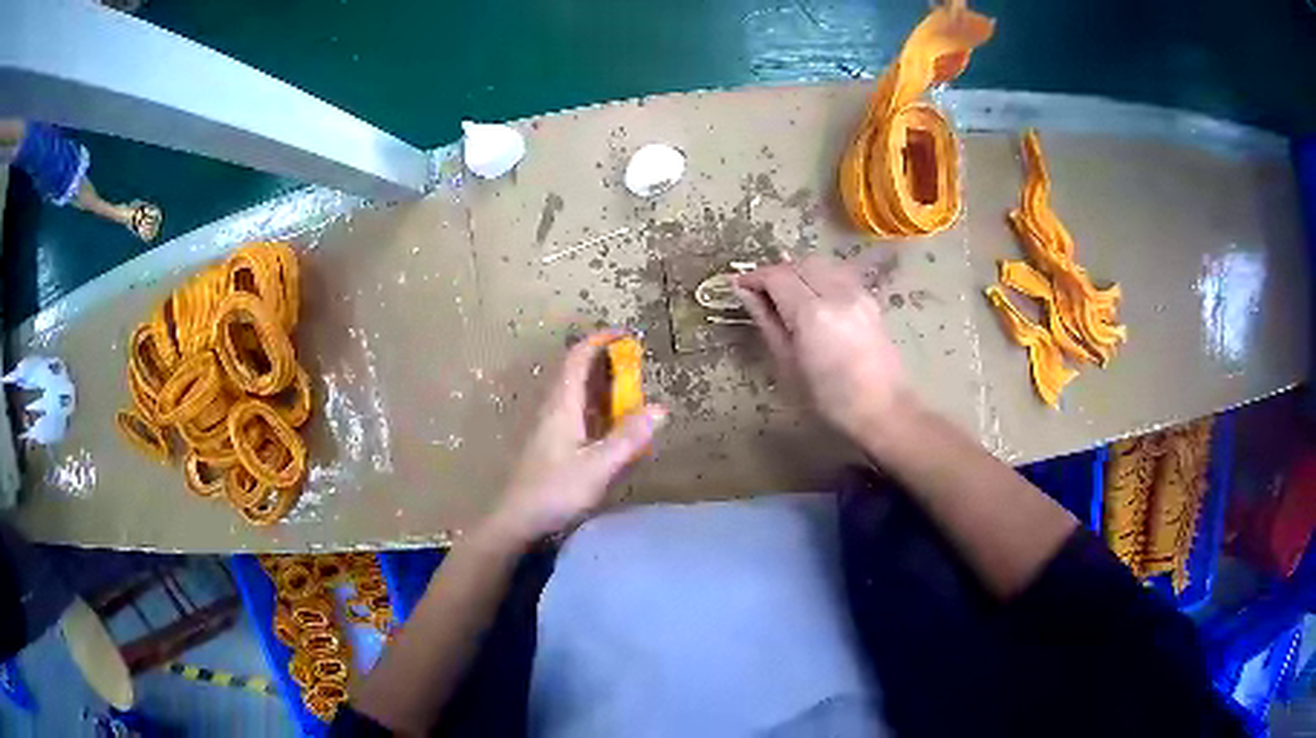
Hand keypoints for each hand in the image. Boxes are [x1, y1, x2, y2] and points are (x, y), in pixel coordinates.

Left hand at [484, 330, 667, 544]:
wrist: (517, 520)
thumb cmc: (555, 491)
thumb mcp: (598, 467)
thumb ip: (628, 439)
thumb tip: (660, 408)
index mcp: (562, 406)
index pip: (577, 359)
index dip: (599, 341)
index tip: (624, 334)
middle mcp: (553, 409)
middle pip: (575, 372)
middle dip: (602, 360)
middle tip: (633, 362)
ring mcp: (549, 427)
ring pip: (574, 393)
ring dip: (598, 383)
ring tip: (626, 388)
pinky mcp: (549, 444)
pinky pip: (574, 412)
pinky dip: (594, 406)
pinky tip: (608, 425)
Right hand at [734, 257, 910, 440]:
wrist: (883, 409)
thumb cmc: (829, 398)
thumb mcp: (788, 363)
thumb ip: (766, 321)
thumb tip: (744, 292)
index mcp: (812, 312)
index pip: (776, 276)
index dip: (754, 277)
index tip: (739, 286)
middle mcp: (836, 292)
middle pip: (799, 264)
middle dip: (776, 272)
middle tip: (760, 292)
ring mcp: (857, 293)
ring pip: (820, 264)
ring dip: (799, 271)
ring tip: (786, 294)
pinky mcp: (870, 300)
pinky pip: (838, 274)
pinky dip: (820, 277)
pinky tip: (814, 298)